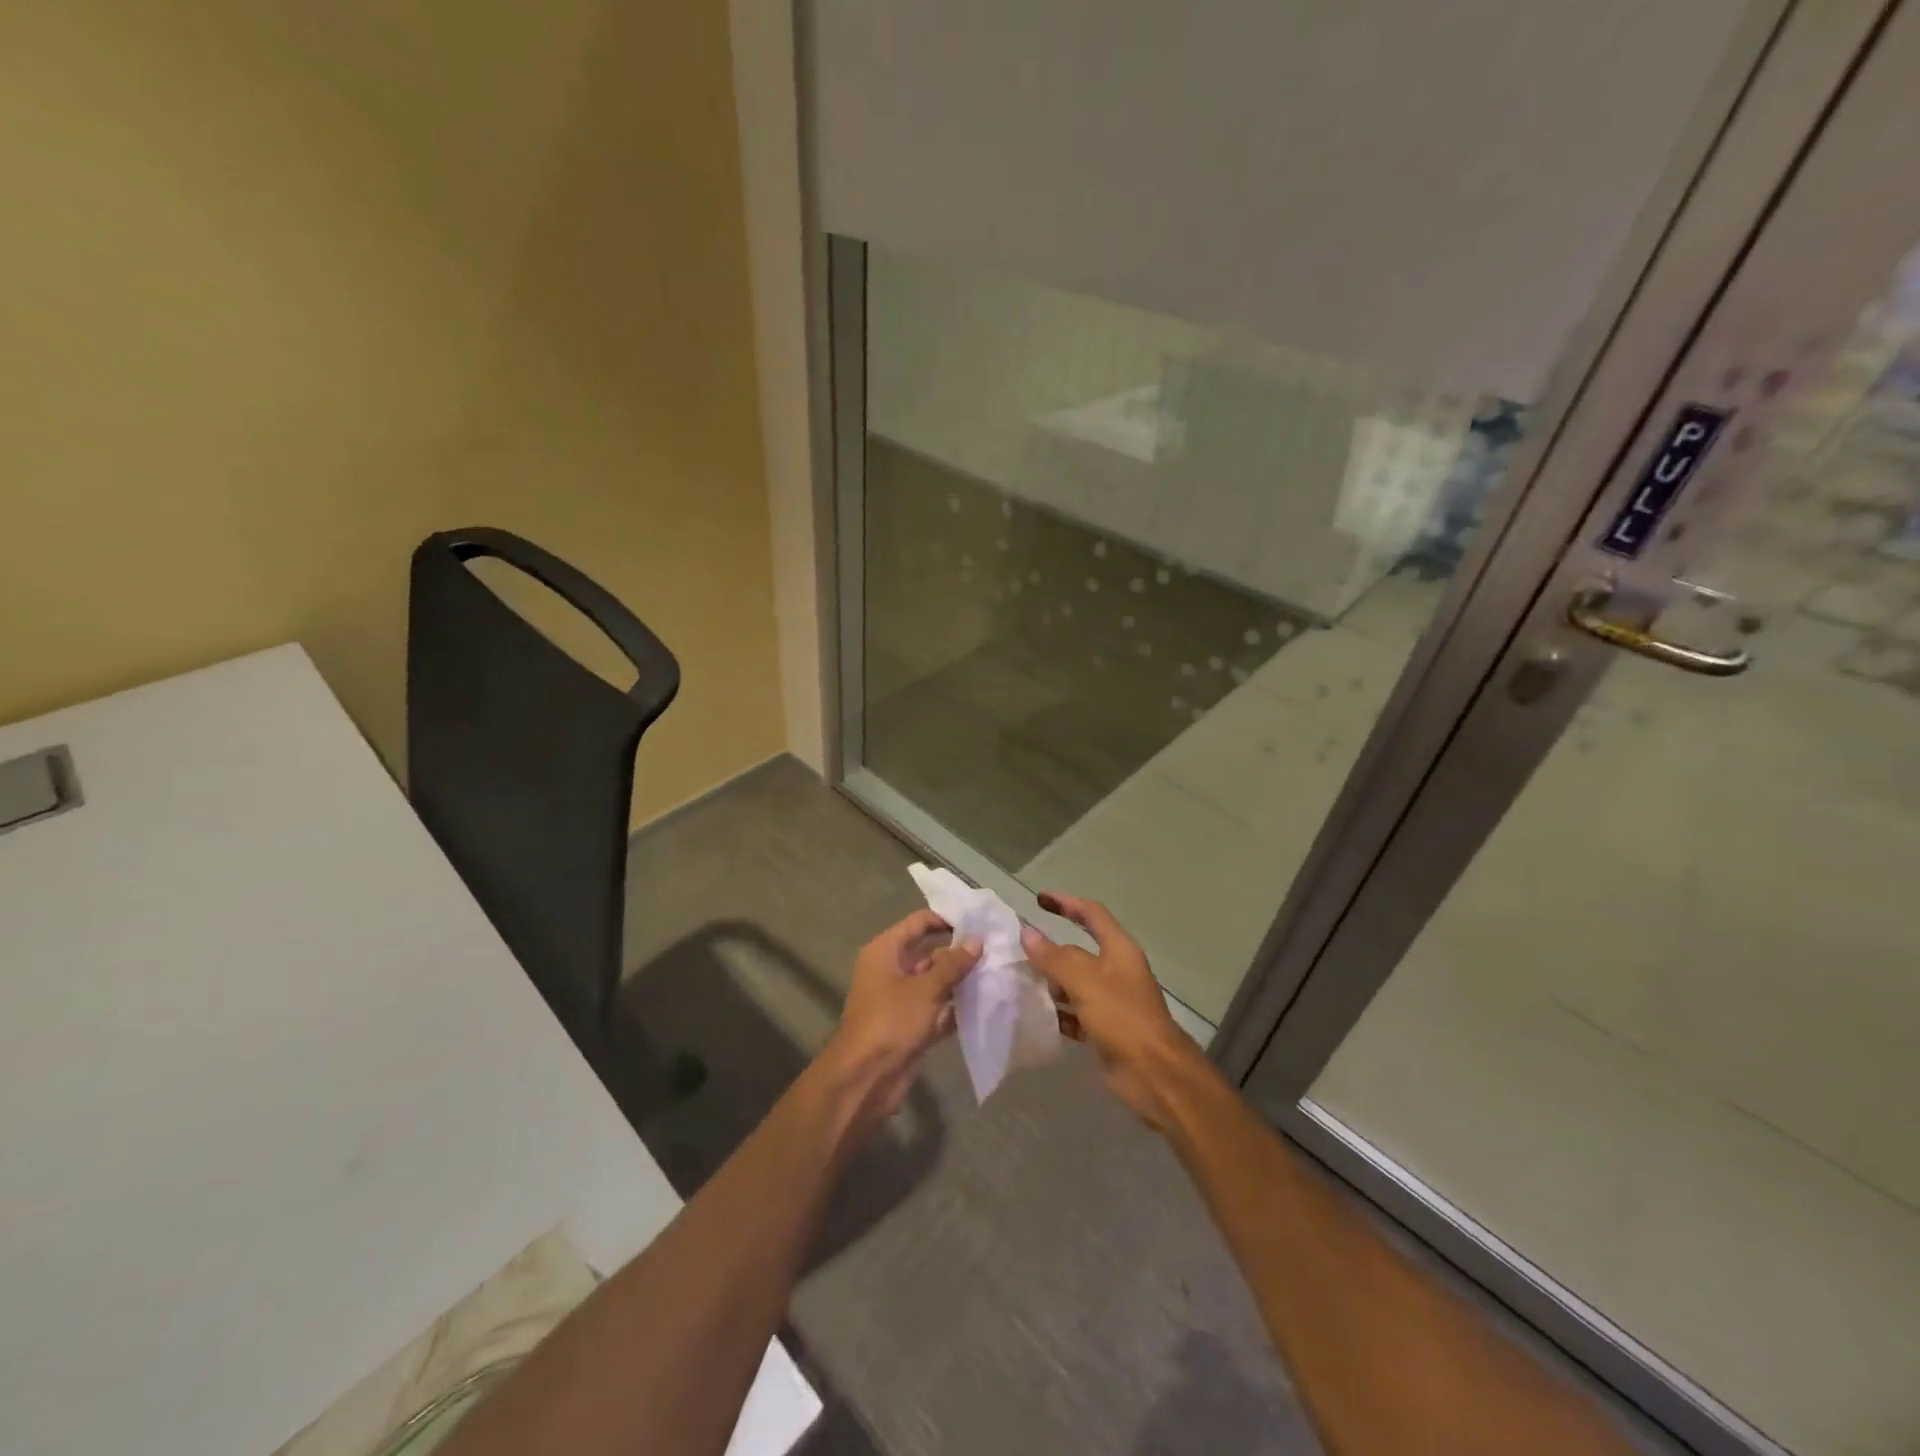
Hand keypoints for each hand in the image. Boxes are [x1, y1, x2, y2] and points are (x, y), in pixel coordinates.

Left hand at [820, 909, 978, 1134]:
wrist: (866, 1078)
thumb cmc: (891, 1021)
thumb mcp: (925, 988)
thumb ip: (953, 964)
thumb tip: (977, 940)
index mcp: (886, 951)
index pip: (918, 923)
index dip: (946, 920)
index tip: (978, 923)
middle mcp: (892, 970)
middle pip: (929, 952)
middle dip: (959, 953)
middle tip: (995, 950)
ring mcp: (901, 999)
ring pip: (935, 982)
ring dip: (961, 981)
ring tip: (996, 973)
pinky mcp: (911, 1025)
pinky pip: (937, 1008)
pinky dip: (956, 1007)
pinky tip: (985, 1003)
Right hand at [1021, 892, 1207, 1129]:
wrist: (1154, 1075)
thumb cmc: (1122, 1018)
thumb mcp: (1085, 982)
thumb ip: (1054, 957)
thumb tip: (1027, 933)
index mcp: (1119, 950)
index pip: (1092, 914)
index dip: (1067, 903)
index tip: (1039, 899)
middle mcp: (1116, 971)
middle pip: (1079, 951)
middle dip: (1050, 951)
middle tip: (1018, 952)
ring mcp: (1111, 1001)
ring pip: (1074, 983)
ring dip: (1051, 983)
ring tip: (1020, 984)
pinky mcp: (1105, 1029)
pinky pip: (1076, 1013)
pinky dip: (1058, 1013)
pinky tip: (1036, 1016)